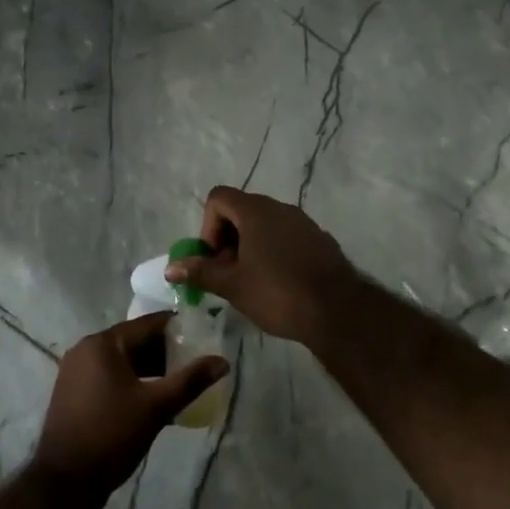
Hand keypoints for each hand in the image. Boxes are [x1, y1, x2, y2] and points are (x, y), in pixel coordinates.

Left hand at [31, 313, 228, 497]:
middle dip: (164, 351)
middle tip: (194, 363)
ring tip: (178, 383)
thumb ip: (190, 380)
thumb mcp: (156, 407)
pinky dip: (131, 380)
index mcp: (103, 343)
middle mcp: (85, 348)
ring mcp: (75, 370)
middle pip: (134, 341)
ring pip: (122, 360)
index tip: (202, 335)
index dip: (177, 328)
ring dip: (149, 369)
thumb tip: (223, 361)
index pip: (147, 324)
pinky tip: (151, 398)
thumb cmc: (112, 435)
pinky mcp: (72, 391)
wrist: (65, 482)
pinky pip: (109, 375)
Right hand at [166, 186, 357, 344]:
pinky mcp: (319, 239)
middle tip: (228, 274)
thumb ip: (201, 272)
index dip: (208, 225)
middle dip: (227, 239)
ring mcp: (303, 222)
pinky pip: (287, 236)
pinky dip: (274, 251)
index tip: (215, 258)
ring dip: (250, 246)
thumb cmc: (278, 293)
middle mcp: (279, 207)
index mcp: (255, 211)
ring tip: (252, 281)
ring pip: (265, 224)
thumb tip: (171, 267)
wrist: (338, 311)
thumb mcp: (233, 285)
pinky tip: (279, 283)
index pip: (219, 197)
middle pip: (241, 210)